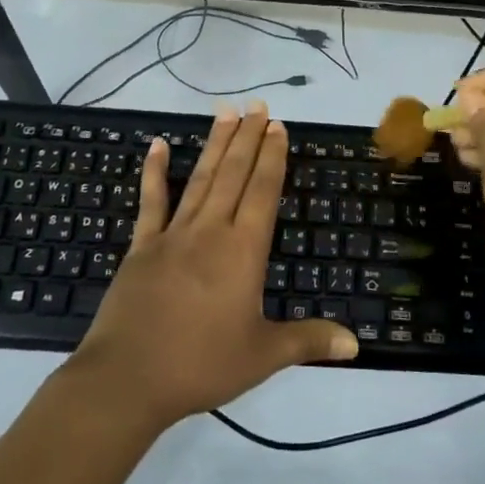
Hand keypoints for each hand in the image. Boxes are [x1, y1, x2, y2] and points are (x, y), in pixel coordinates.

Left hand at [70, 102, 356, 427]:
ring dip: (216, 144)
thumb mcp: (262, 356)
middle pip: (234, 174)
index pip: (263, 191)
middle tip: (258, 104)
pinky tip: (156, 145)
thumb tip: (357, 344)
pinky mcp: (142, 246)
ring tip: (226, 112)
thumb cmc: (201, 365)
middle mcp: (211, 231)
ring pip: (200, 178)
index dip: (272, 157)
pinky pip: (151, 201)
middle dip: (248, 137)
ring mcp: (173, 234)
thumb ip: (308, 341)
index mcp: (243, 251)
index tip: (278, 126)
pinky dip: (153, 172)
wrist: (127, 379)